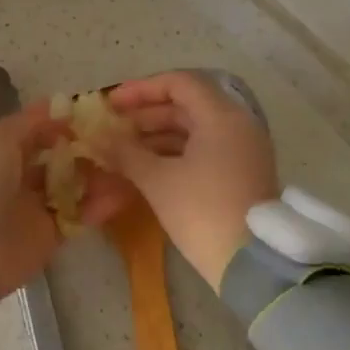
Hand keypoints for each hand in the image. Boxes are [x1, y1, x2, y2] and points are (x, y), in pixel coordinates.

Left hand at [0, 102, 136, 299]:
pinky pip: (81, 216)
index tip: (100, 113)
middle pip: (62, 158)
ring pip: (75, 185)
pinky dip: (102, 205)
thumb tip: (57, 107)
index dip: (66, 122)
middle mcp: (21, 175)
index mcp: (3, 150)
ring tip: (129, 163)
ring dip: (100, 174)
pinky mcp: (52, 235)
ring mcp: (37, 206)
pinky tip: (125, 192)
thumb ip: (29, 123)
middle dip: (88, 148)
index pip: (40, 131)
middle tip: (122, 139)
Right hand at [103, 71, 280, 287]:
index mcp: (221, 116)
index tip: (112, 104)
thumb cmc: (202, 211)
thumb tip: (97, 136)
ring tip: (121, 151)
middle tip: (112, 129)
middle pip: (185, 106)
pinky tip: (144, 168)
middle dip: (145, 116)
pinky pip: (202, 151)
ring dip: (155, 137)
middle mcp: (237, 125)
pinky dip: (173, 154)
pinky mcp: (240, 174)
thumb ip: (125, 152)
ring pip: (192, 131)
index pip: (179, 83)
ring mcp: (241, 151)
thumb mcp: (158, 180)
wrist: (252, 266)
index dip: (141, 90)